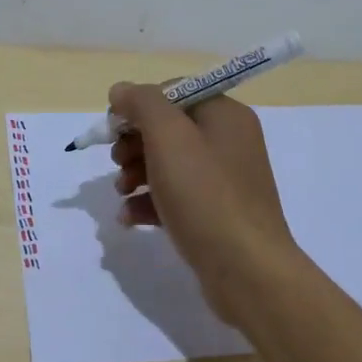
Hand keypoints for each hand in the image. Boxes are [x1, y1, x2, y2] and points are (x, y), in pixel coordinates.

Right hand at [107, 84, 298, 316]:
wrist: (247, 271)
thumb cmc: (206, 196)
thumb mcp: (169, 138)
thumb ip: (143, 104)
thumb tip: (121, 90)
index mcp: (225, 115)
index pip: (174, 92)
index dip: (139, 106)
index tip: (114, 129)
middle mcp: (228, 142)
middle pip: (169, 128)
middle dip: (134, 143)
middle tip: (117, 163)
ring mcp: (224, 180)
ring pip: (168, 164)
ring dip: (136, 173)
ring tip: (121, 192)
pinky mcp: (215, 214)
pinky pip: (176, 196)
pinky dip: (150, 202)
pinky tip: (130, 217)